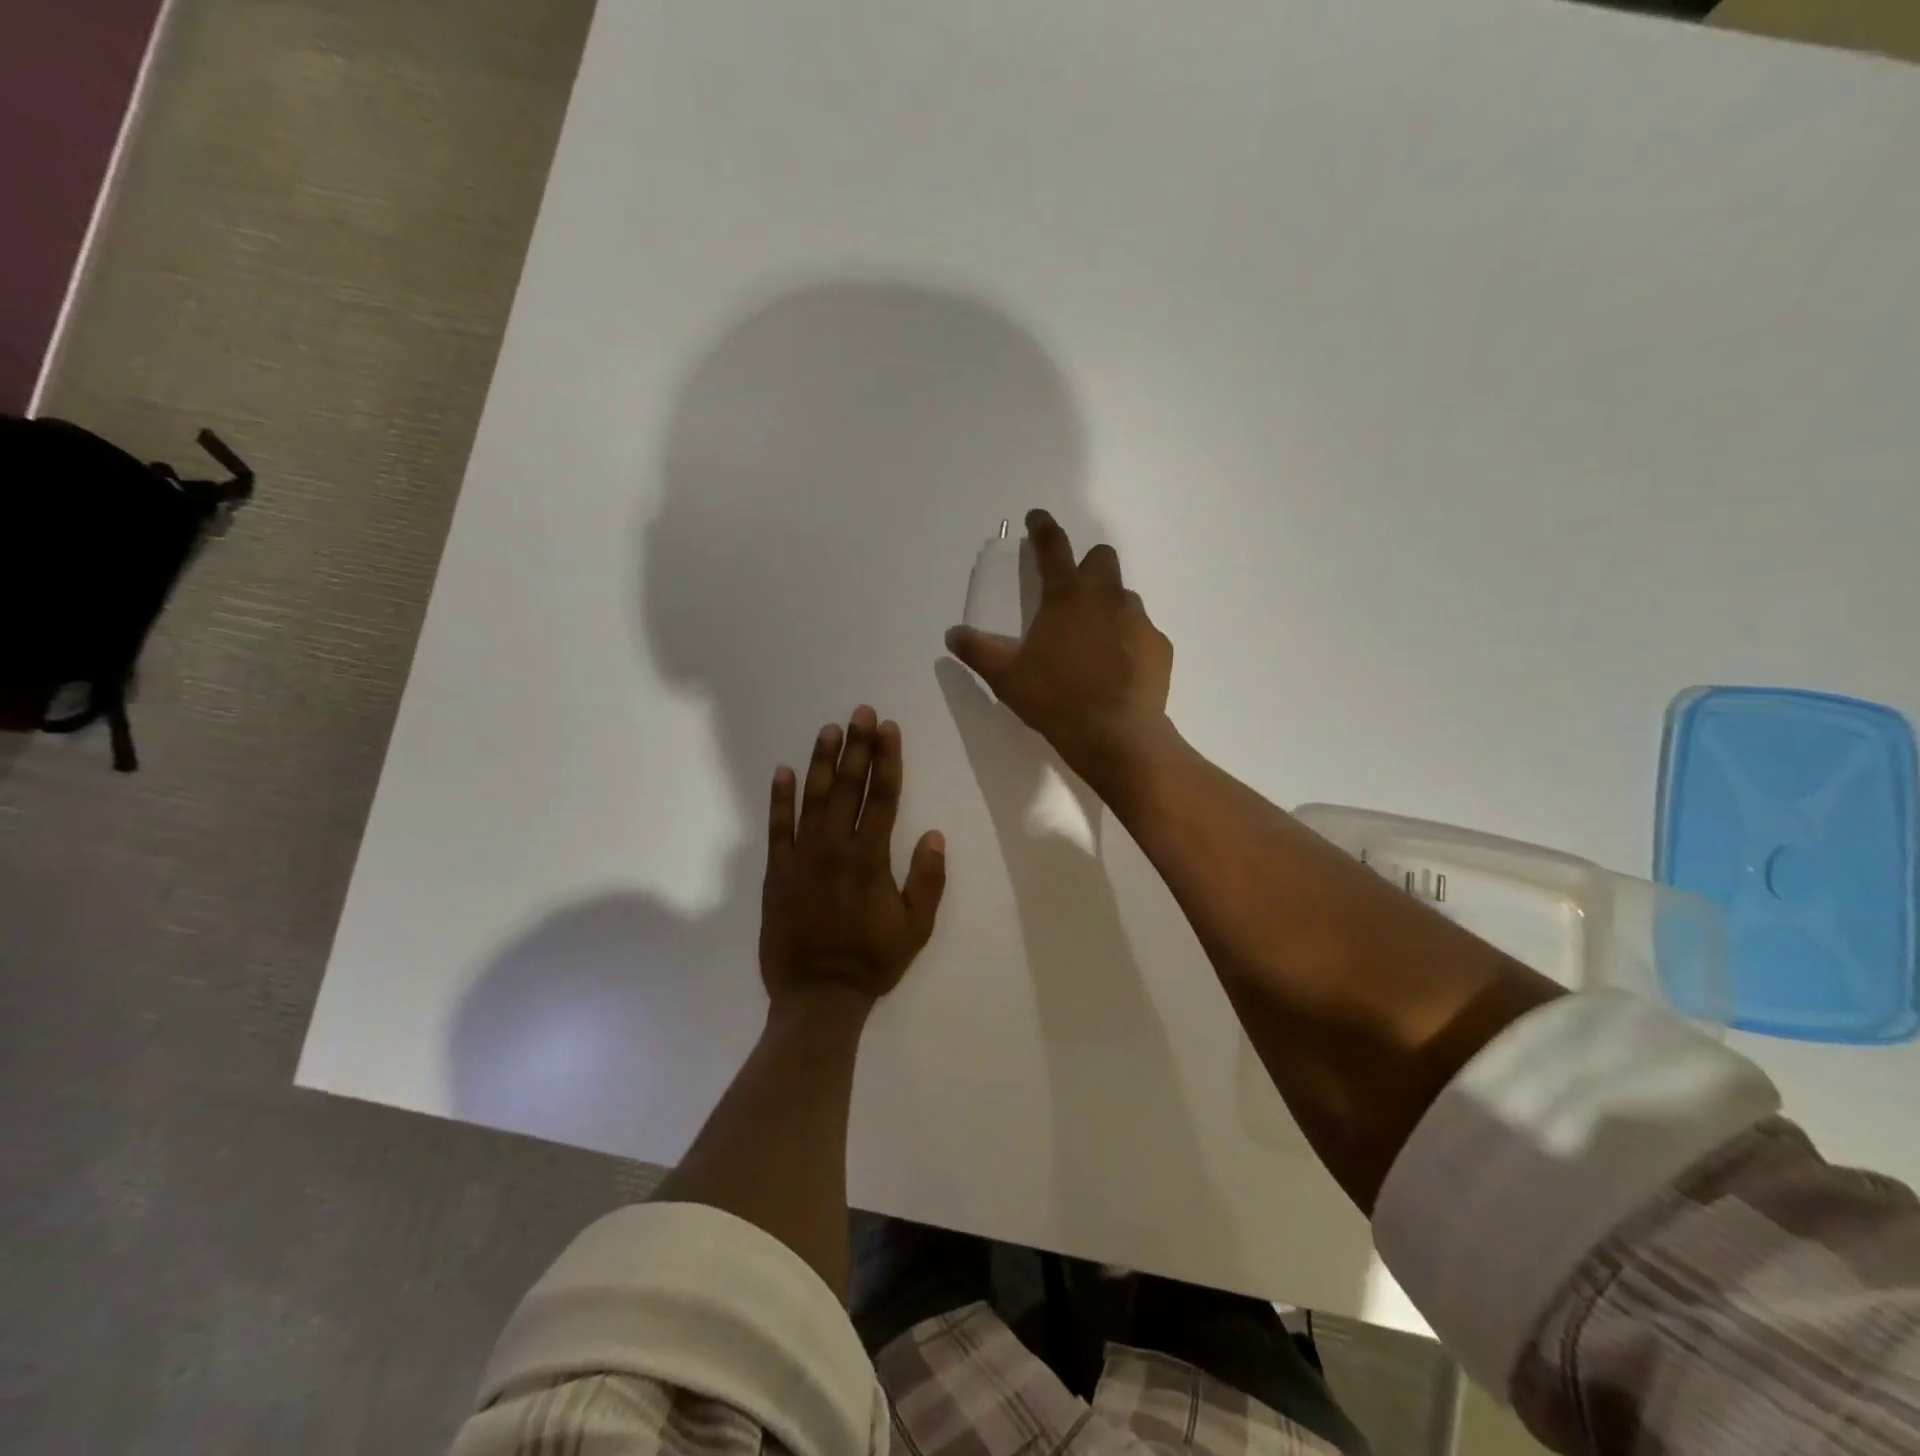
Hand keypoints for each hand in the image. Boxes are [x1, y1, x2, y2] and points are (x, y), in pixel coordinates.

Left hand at [759, 706, 947, 1013]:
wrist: (817, 994)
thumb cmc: (872, 961)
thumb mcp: (916, 927)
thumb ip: (927, 879)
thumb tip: (934, 834)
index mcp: (871, 857)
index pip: (883, 796)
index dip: (887, 759)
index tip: (888, 728)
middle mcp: (836, 846)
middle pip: (849, 786)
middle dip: (857, 746)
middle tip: (861, 711)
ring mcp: (803, 856)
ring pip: (813, 797)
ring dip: (822, 761)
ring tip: (829, 729)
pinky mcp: (778, 871)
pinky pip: (777, 827)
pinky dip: (780, 798)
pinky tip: (783, 771)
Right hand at [945, 510, 1173, 792]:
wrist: (1115, 735)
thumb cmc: (1055, 700)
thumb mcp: (1007, 678)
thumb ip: (978, 651)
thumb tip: (952, 634)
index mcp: (1066, 597)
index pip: (1052, 547)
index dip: (1043, 527)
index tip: (1037, 517)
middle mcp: (1106, 598)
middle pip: (1102, 558)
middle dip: (1088, 565)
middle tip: (1073, 594)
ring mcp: (1138, 620)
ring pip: (1124, 596)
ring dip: (1108, 607)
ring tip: (1094, 642)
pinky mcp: (1159, 646)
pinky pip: (1142, 632)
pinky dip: (1129, 641)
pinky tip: (1118, 669)